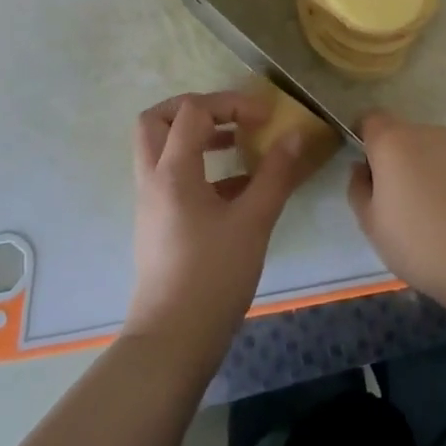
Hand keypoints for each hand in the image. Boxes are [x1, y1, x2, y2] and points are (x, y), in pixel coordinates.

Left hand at [125, 91, 310, 360]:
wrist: (172, 341)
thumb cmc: (213, 276)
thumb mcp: (254, 221)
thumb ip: (275, 174)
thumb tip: (294, 135)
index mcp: (172, 172)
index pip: (193, 111)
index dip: (231, 103)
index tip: (264, 117)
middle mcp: (153, 180)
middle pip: (157, 120)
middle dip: (195, 108)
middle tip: (231, 116)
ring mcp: (152, 203)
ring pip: (161, 149)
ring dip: (197, 136)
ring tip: (237, 144)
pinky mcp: (159, 224)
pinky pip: (172, 177)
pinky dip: (200, 167)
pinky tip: (238, 187)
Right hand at [347, 111, 445, 301]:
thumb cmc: (419, 242)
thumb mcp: (372, 225)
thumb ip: (359, 189)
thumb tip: (362, 169)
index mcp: (393, 142)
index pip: (371, 119)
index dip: (365, 137)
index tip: (367, 166)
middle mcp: (429, 133)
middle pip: (405, 136)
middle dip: (398, 159)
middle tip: (400, 200)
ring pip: (436, 151)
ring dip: (429, 170)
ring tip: (436, 213)